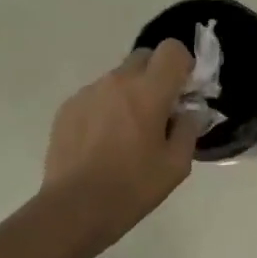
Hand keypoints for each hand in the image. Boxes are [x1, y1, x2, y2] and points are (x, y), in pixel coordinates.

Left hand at [42, 39, 204, 248]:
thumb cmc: (133, 187)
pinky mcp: (67, 108)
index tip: (184, 92)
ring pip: (118, 78)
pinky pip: (95, 96)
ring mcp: (88, 93)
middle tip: (159, 110)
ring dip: (129, 93)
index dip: (182, 65)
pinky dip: (106, 108)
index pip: (172, 49)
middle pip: (144, 57)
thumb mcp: (176, 165)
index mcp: (149, 91)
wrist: (74, 208)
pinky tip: (102, 142)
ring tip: (127, 133)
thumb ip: (188, 129)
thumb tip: (189, 112)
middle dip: (156, 75)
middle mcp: (117, 82)